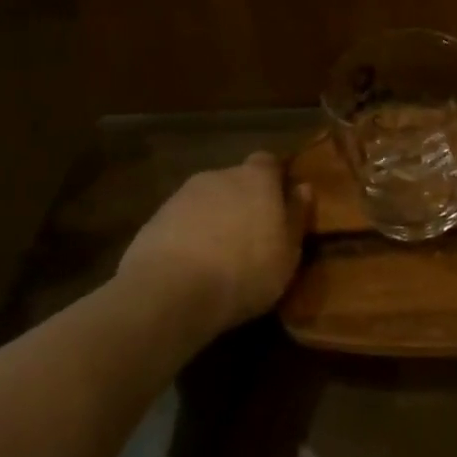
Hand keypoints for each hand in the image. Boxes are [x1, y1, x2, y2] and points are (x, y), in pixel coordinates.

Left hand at [115, 152, 311, 335]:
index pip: (268, 162)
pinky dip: (188, 236)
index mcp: (256, 178)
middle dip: (242, 201)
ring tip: (219, 256)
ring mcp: (182, 196)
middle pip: (235, 180)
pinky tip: (191, 267)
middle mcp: (219, 176)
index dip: (273, 180)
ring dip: (214, 219)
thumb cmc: (245, 271)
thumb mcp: (288, 252)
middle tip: (251, 235)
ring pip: (206, 201)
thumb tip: (303, 188)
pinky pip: (181, 222)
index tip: (279, 205)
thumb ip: (297, 216)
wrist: (170, 294)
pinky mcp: (153, 220)